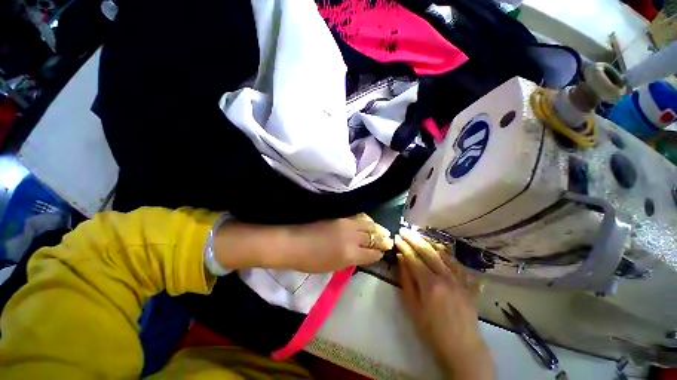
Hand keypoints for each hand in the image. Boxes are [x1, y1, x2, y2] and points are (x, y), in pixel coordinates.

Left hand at [284, 214, 393, 272]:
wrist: (295, 243)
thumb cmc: (312, 261)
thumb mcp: (335, 266)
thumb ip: (353, 260)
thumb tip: (365, 254)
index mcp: (350, 254)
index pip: (372, 253)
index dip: (379, 253)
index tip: (383, 253)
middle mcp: (352, 237)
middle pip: (374, 236)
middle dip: (383, 239)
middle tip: (389, 241)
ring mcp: (346, 224)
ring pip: (369, 224)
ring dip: (377, 228)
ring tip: (382, 231)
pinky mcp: (341, 217)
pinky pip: (359, 217)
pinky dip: (367, 220)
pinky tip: (369, 222)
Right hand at [395, 227, 493, 379]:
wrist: (462, 346)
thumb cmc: (432, 329)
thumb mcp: (412, 306)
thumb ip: (406, 279)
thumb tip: (401, 258)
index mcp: (429, 283)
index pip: (413, 257)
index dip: (404, 246)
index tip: (396, 237)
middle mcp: (445, 276)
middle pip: (427, 251)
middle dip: (414, 238)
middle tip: (404, 230)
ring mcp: (459, 278)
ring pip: (443, 253)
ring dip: (429, 242)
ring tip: (419, 234)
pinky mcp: (468, 283)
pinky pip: (457, 262)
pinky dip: (446, 253)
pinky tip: (440, 249)